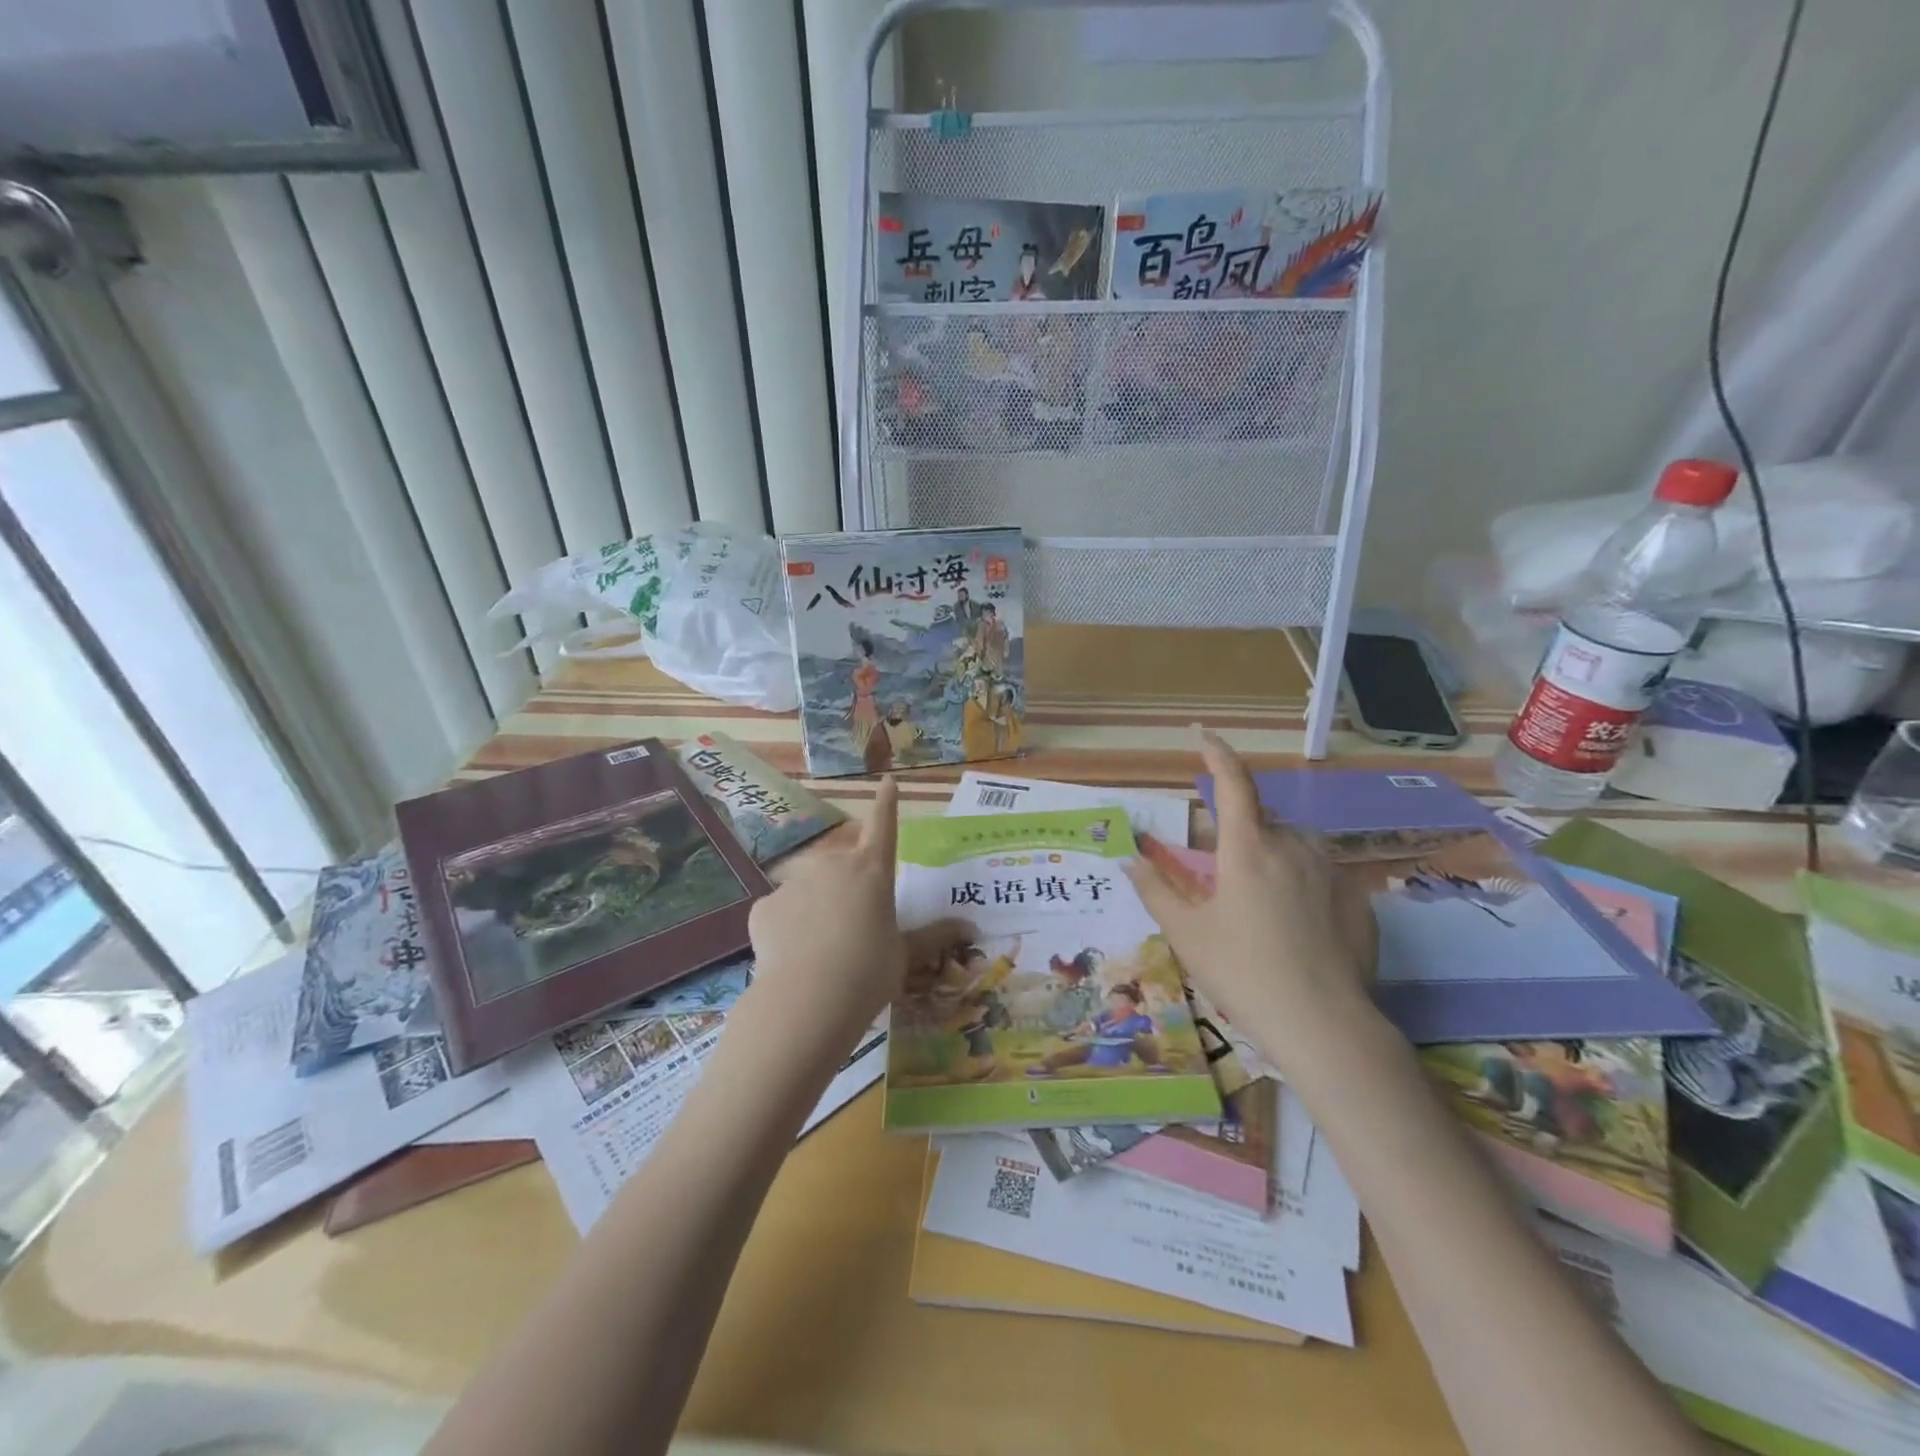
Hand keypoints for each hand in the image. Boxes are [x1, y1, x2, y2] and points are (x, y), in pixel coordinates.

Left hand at [739, 777, 964, 1054]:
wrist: (808, 1001)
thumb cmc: (869, 972)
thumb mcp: (906, 955)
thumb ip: (933, 937)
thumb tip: (971, 927)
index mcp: (872, 870)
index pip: (884, 825)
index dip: (887, 803)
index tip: (887, 781)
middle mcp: (833, 864)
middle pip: (843, 864)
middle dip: (846, 886)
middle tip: (850, 928)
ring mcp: (795, 882)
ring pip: (809, 891)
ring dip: (816, 909)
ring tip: (820, 953)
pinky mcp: (764, 906)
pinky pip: (780, 913)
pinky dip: (787, 929)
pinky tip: (792, 960)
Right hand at [1127, 730, 1378, 1067]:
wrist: (1324, 1026)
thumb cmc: (1243, 973)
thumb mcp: (1187, 934)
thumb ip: (1154, 890)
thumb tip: (1128, 859)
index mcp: (1248, 849)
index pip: (1232, 783)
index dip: (1217, 753)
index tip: (1202, 733)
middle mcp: (1293, 847)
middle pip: (1260, 823)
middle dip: (1238, 839)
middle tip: (1223, 885)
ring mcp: (1331, 872)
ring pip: (1292, 848)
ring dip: (1271, 860)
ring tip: (1259, 910)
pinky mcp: (1358, 900)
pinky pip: (1319, 877)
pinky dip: (1300, 888)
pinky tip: (1295, 932)